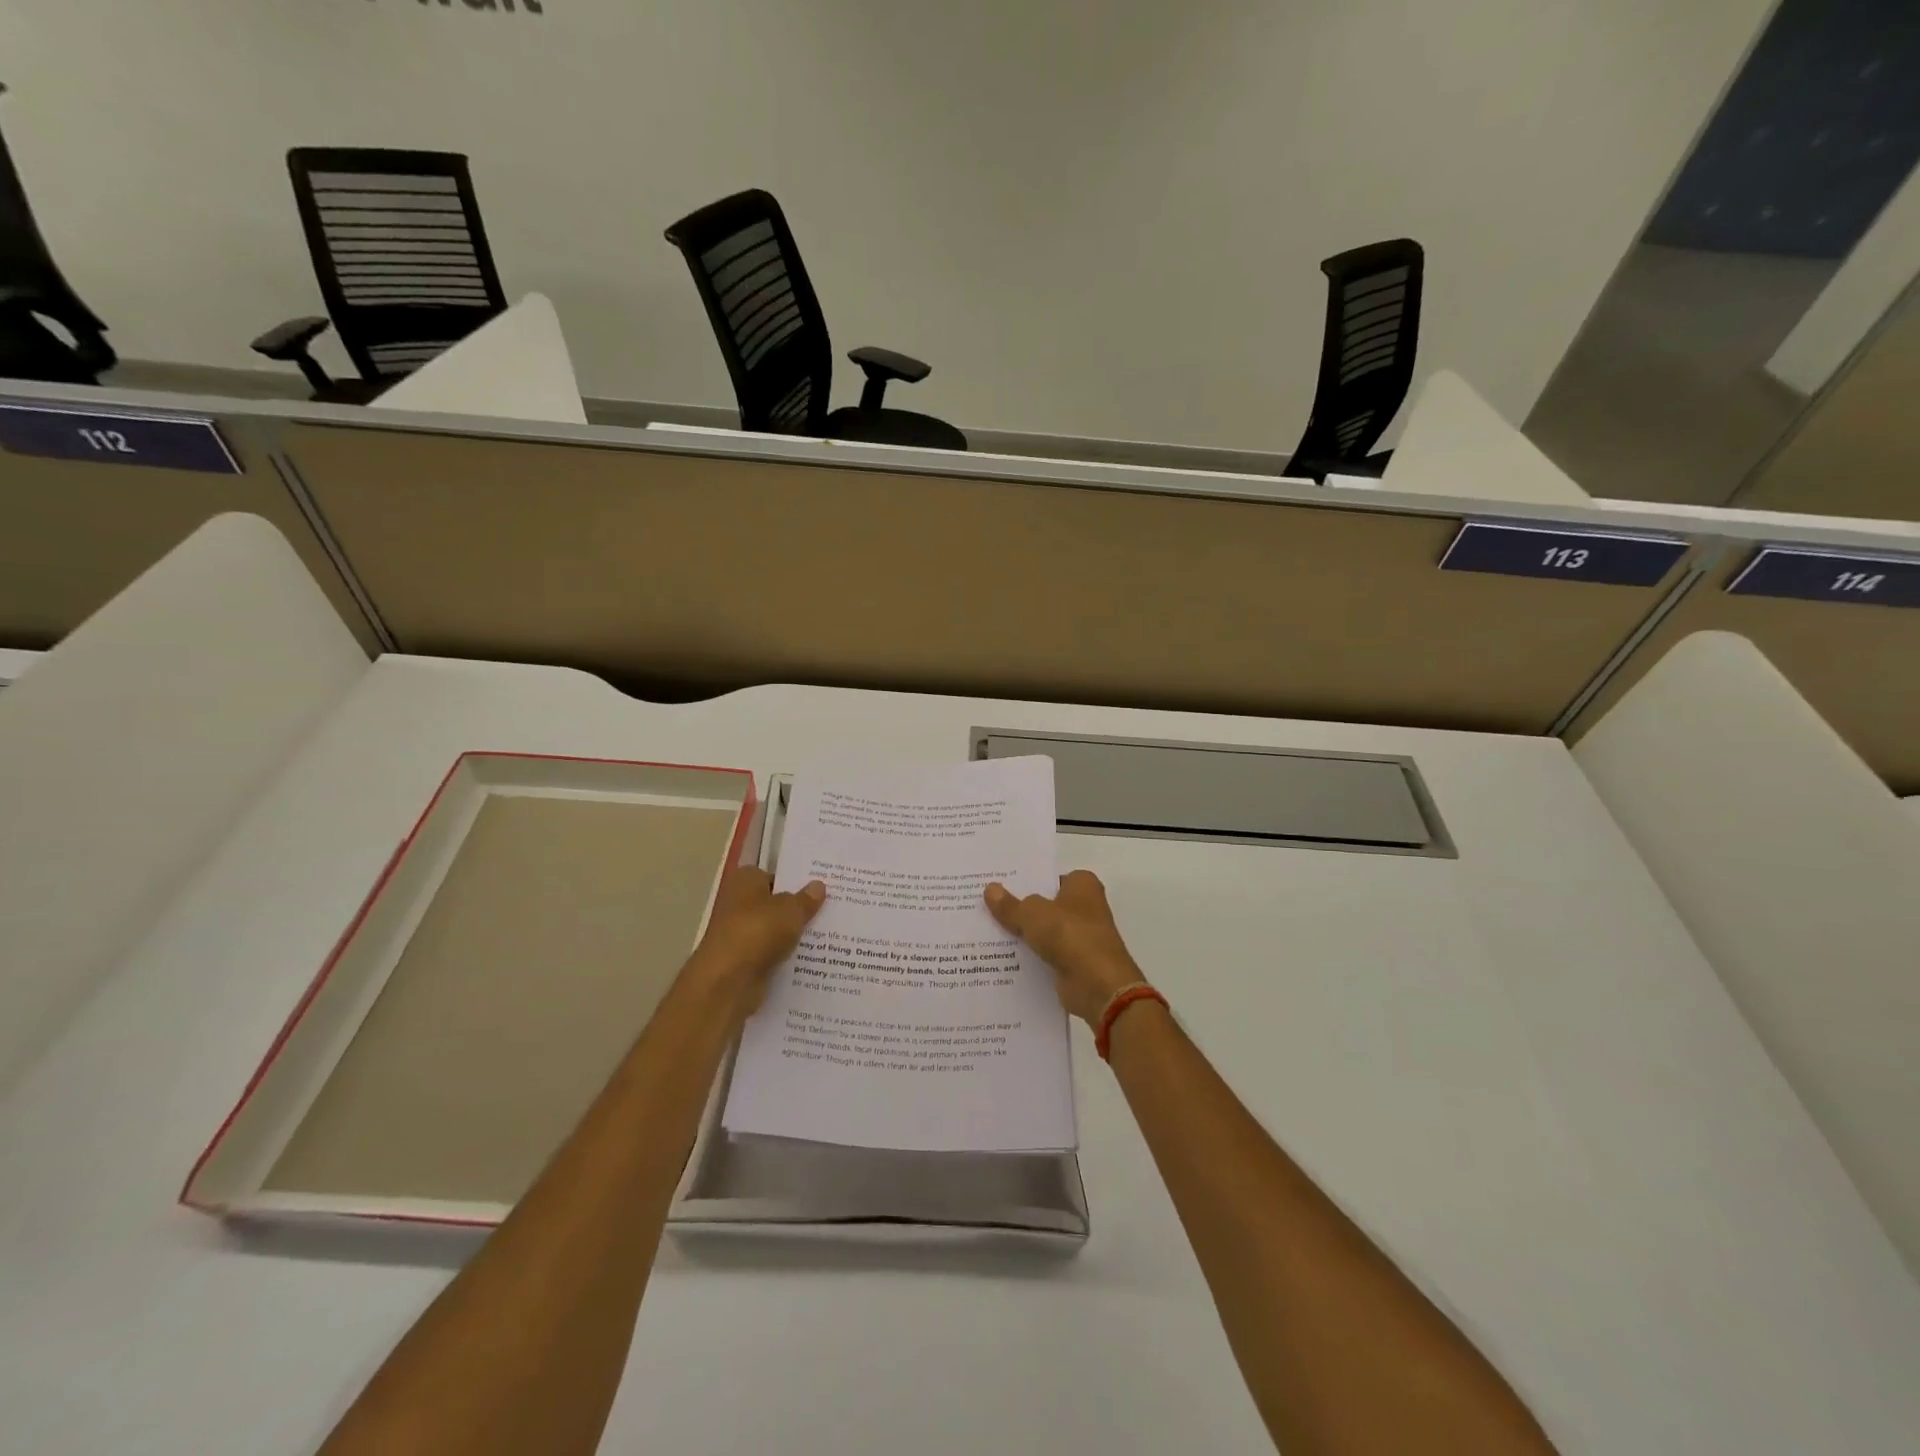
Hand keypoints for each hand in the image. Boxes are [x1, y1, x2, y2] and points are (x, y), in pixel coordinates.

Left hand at [687, 867, 825, 1012]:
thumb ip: (805, 899)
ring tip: (830, 936)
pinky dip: (786, 958)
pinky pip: (771, 955)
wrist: (727, 982)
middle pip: (773, 904)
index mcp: (745, 881)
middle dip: (796, 909)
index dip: (793, 881)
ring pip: (774, 932)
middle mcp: (737, 904)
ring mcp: (739, 935)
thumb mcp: (791, 910)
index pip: (771, 875)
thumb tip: (818, 886)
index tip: (819, 888)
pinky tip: (813, 960)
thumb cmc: (757, 931)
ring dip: (793, 935)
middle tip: (830, 910)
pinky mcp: (743, 963)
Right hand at [985, 870, 1146, 1024]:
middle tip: (986, 905)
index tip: (999, 884)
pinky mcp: (1076, 963)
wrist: (1097, 985)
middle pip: (1045, 904)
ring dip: (1023, 935)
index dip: (1027, 880)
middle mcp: (1086, 907)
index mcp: (1083, 885)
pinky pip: (1046, 955)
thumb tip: (990, 889)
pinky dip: (1030, 957)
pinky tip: (1002, 958)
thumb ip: (1010, 904)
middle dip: (1020, 907)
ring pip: (1044, 931)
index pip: (1050, 877)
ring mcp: (1082, 937)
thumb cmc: (1069, 934)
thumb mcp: (1031, 914)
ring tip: (986, 932)